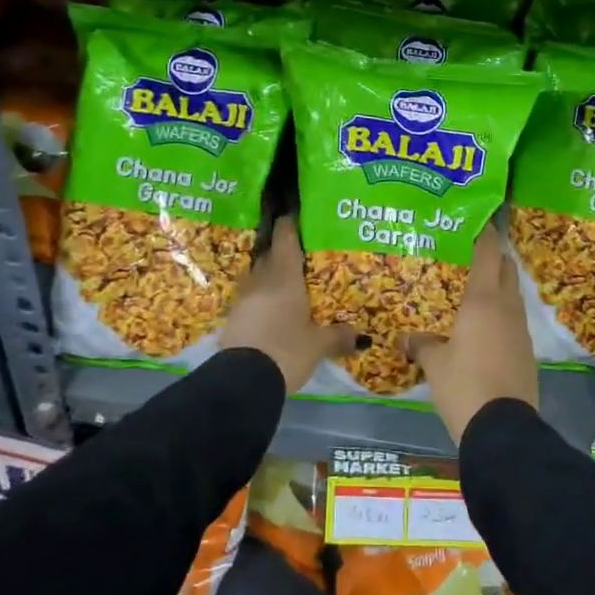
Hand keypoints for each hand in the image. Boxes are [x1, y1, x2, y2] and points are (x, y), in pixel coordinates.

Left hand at [221, 217, 355, 392]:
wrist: (242, 382)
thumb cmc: (285, 350)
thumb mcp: (318, 345)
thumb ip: (338, 336)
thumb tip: (361, 336)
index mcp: (284, 276)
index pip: (286, 237)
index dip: (291, 222)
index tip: (297, 212)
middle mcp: (261, 280)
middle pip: (271, 255)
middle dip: (284, 250)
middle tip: (302, 249)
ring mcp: (243, 299)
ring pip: (260, 277)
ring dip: (272, 275)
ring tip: (290, 280)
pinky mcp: (233, 319)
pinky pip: (252, 298)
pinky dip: (264, 298)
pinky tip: (275, 308)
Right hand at [408, 224, 538, 443]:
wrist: (503, 430)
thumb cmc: (464, 386)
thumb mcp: (434, 364)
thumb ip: (421, 344)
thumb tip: (407, 337)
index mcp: (483, 300)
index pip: (487, 253)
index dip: (483, 234)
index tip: (475, 220)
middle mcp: (506, 307)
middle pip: (505, 269)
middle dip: (492, 257)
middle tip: (468, 255)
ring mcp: (521, 330)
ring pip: (511, 294)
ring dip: (497, 286)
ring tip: (473, 290)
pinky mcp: (527, 351)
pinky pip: (513, 320)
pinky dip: (501, 313)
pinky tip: (483, 327)